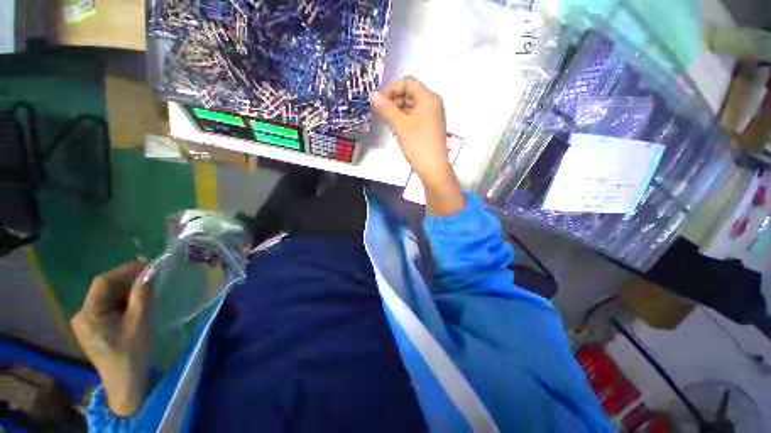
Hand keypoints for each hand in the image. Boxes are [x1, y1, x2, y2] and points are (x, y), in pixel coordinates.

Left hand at [71, 262, 152, 415]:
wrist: (125, 382)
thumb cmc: (132, 351)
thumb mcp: (141, 320)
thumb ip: (143, 294)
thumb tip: (150, 272)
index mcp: (88, 313)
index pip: (103, 282)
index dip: (125, 270)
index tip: (149, 267)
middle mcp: (81, 315)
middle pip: (104, 290)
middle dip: (128, 283)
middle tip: (152, 281)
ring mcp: (85, 323)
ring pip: (106, 298)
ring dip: (126, 293)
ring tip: (146, 295)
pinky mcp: (92, 329)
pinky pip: (106, 308)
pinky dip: (122, 303)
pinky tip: (135, 308)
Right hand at [371, 77, 450, 181]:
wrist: (433, 168)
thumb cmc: (418, 144)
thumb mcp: (400, 125)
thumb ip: (386, 108)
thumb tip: (373, 95)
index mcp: (428, 98)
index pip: (408, 82)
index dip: (392, 89)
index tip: (379, 101)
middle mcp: (433, 104)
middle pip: (410, 93)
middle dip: (394, 100)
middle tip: (381, 113)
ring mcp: (433, 116)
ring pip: (412, 106)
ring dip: (398, 111)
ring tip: (387, 122)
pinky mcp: (430, 127)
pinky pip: (416, 117)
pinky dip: (405, 119)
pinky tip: (396, 128)